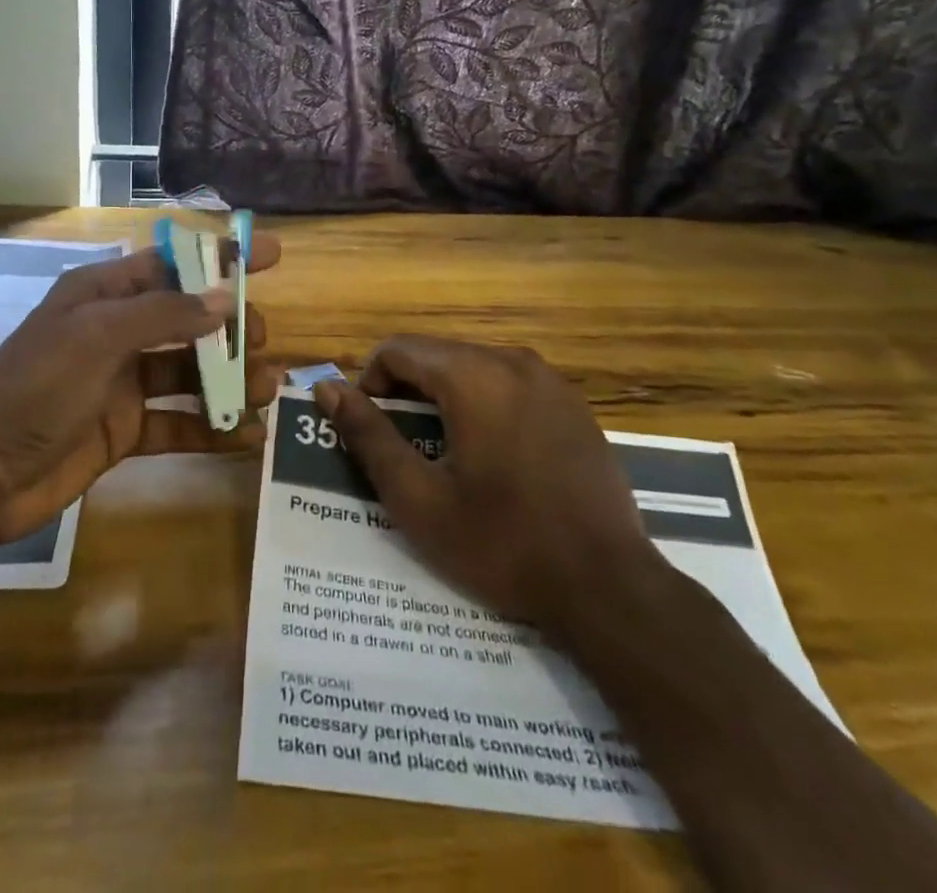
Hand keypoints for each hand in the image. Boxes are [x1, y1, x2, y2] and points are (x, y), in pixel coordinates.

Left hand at [0, 234, 281, 545]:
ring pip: (190, 371)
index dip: (221, 257)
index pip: (173, 263)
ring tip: (266, 388)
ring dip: (229, 378)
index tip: (271, 256)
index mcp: (105, 294)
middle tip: (261, 340)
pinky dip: (212, 428)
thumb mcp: (97, 336)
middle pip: (189, 318)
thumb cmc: (35, 385)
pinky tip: (247, 436)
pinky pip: (179, 422)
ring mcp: (123, 383)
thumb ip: (164, 314)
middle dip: (230, 324)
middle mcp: (119, 332)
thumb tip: (225, 300)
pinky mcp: (126, 430)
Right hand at [314, 336, 654, 626]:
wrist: (608, 587)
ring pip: (473, 367)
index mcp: (472, 375)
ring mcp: (549, 380)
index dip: (370, 384)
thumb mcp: (418, 497)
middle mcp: (512, 361)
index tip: (372, 432)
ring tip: (445, 454)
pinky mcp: (573, 405)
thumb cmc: (502, 543)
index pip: (398, 350)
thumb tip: (327, 389)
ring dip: (445, 398)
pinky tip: (494, 458)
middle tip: (403, 448)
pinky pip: (510, 385)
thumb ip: (368, 435)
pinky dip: (485, 405)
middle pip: (436, 355)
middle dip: (408, 391)